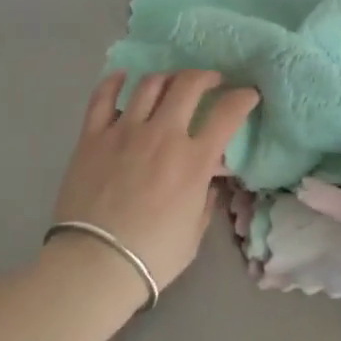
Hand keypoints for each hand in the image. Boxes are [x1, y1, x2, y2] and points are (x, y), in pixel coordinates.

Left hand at [51, 70, 259, 299]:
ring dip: (167, 77)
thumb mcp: (194, 232)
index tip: (248, 95)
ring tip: (172, 82)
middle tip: (211, 81)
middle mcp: (163, 135)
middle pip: (189, 85)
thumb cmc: (153, 255)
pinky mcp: (92, 137)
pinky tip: (122, 78)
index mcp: (193, 160)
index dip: (243, 98)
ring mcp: (125, 131)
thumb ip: (205, 200)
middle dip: (206, 77)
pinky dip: (114, 83)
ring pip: (150, 84)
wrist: (94, 264)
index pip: (228, 113)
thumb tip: (208, 181)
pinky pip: (102, 98)